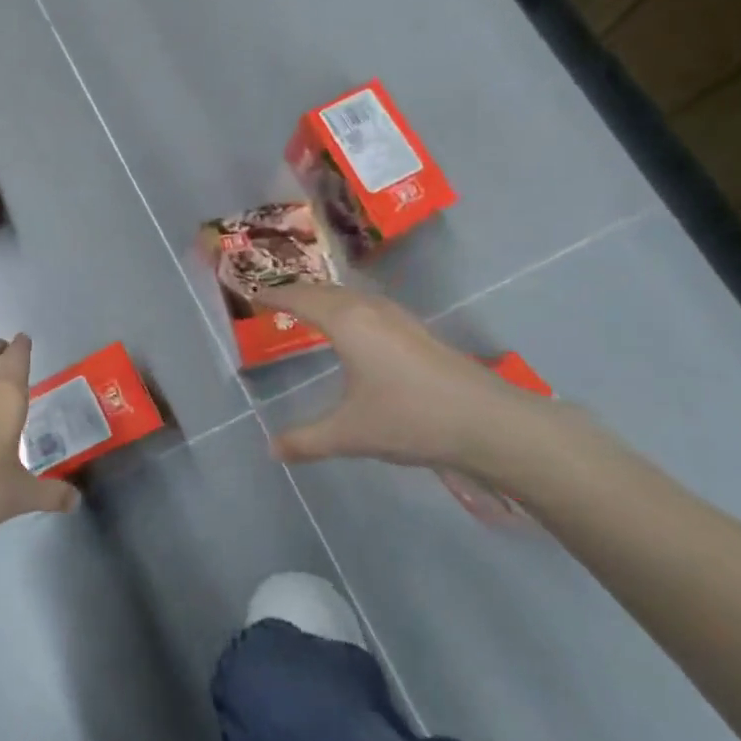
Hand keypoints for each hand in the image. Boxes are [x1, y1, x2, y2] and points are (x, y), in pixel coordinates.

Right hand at [253, 284, 560, 488]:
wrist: (488, 422)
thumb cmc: (409, 419)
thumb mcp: (349, 434)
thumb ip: (306, 440)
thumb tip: (271, 450)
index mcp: (347, 323)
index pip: (300, 299)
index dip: (274, 295)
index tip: (252, 294)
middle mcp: (370, 310)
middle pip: (325, 290)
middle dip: (298, 292)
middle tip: (274, 299)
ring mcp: (398, 318)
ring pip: (351, 296)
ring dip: (325, 298)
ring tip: (308, 309)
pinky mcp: (418, 331)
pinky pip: (369, 306)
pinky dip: (347, 308)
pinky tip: (354, 329)